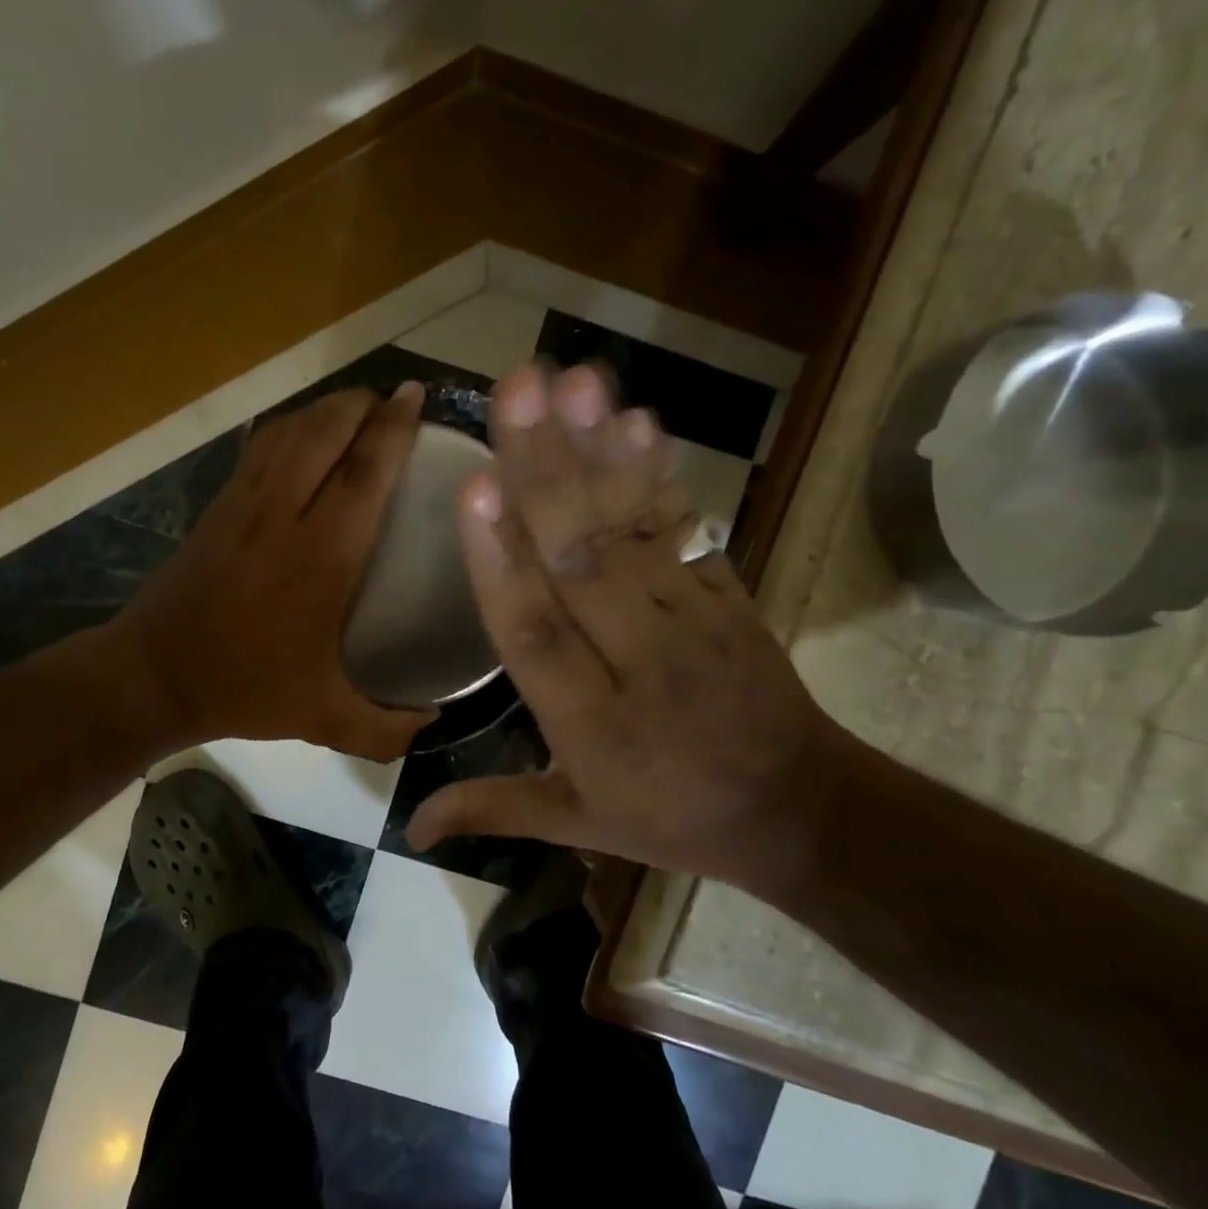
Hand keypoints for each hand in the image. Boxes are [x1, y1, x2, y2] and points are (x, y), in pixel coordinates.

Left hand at [115, 383, 437, 760]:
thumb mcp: (323, 719)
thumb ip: (385, 729)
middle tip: (394, 403)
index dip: (394, 429)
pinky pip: (260, 447)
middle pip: (325, 431)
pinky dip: (291, 427)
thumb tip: (434, 724)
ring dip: (327, 409)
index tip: (416, 398)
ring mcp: (244, 503)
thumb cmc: (245, 689)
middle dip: (363, 404)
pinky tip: (305, 436)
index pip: (364, 472)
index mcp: (320, 558)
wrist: (153, 675)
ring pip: (290, 431)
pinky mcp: (218, 505)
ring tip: (357, 410)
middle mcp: (283, 515)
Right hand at [405, 364, 847, 890]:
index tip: (475, 487)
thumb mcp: (580, 826)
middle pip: (583, 561)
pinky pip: (688, 529)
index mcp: (591, 724)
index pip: (534, 635)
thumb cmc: (672, 817)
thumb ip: (494, 810)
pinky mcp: (728, 594)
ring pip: (636, 531)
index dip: (502, 563)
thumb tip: (409, 827)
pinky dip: (659, 474)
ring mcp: (691, 619)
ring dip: (602, 452)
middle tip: (516, 389)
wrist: (799, 809)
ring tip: (575, 381)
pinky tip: (635, 421)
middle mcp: (637, 660)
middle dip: (546, 472)